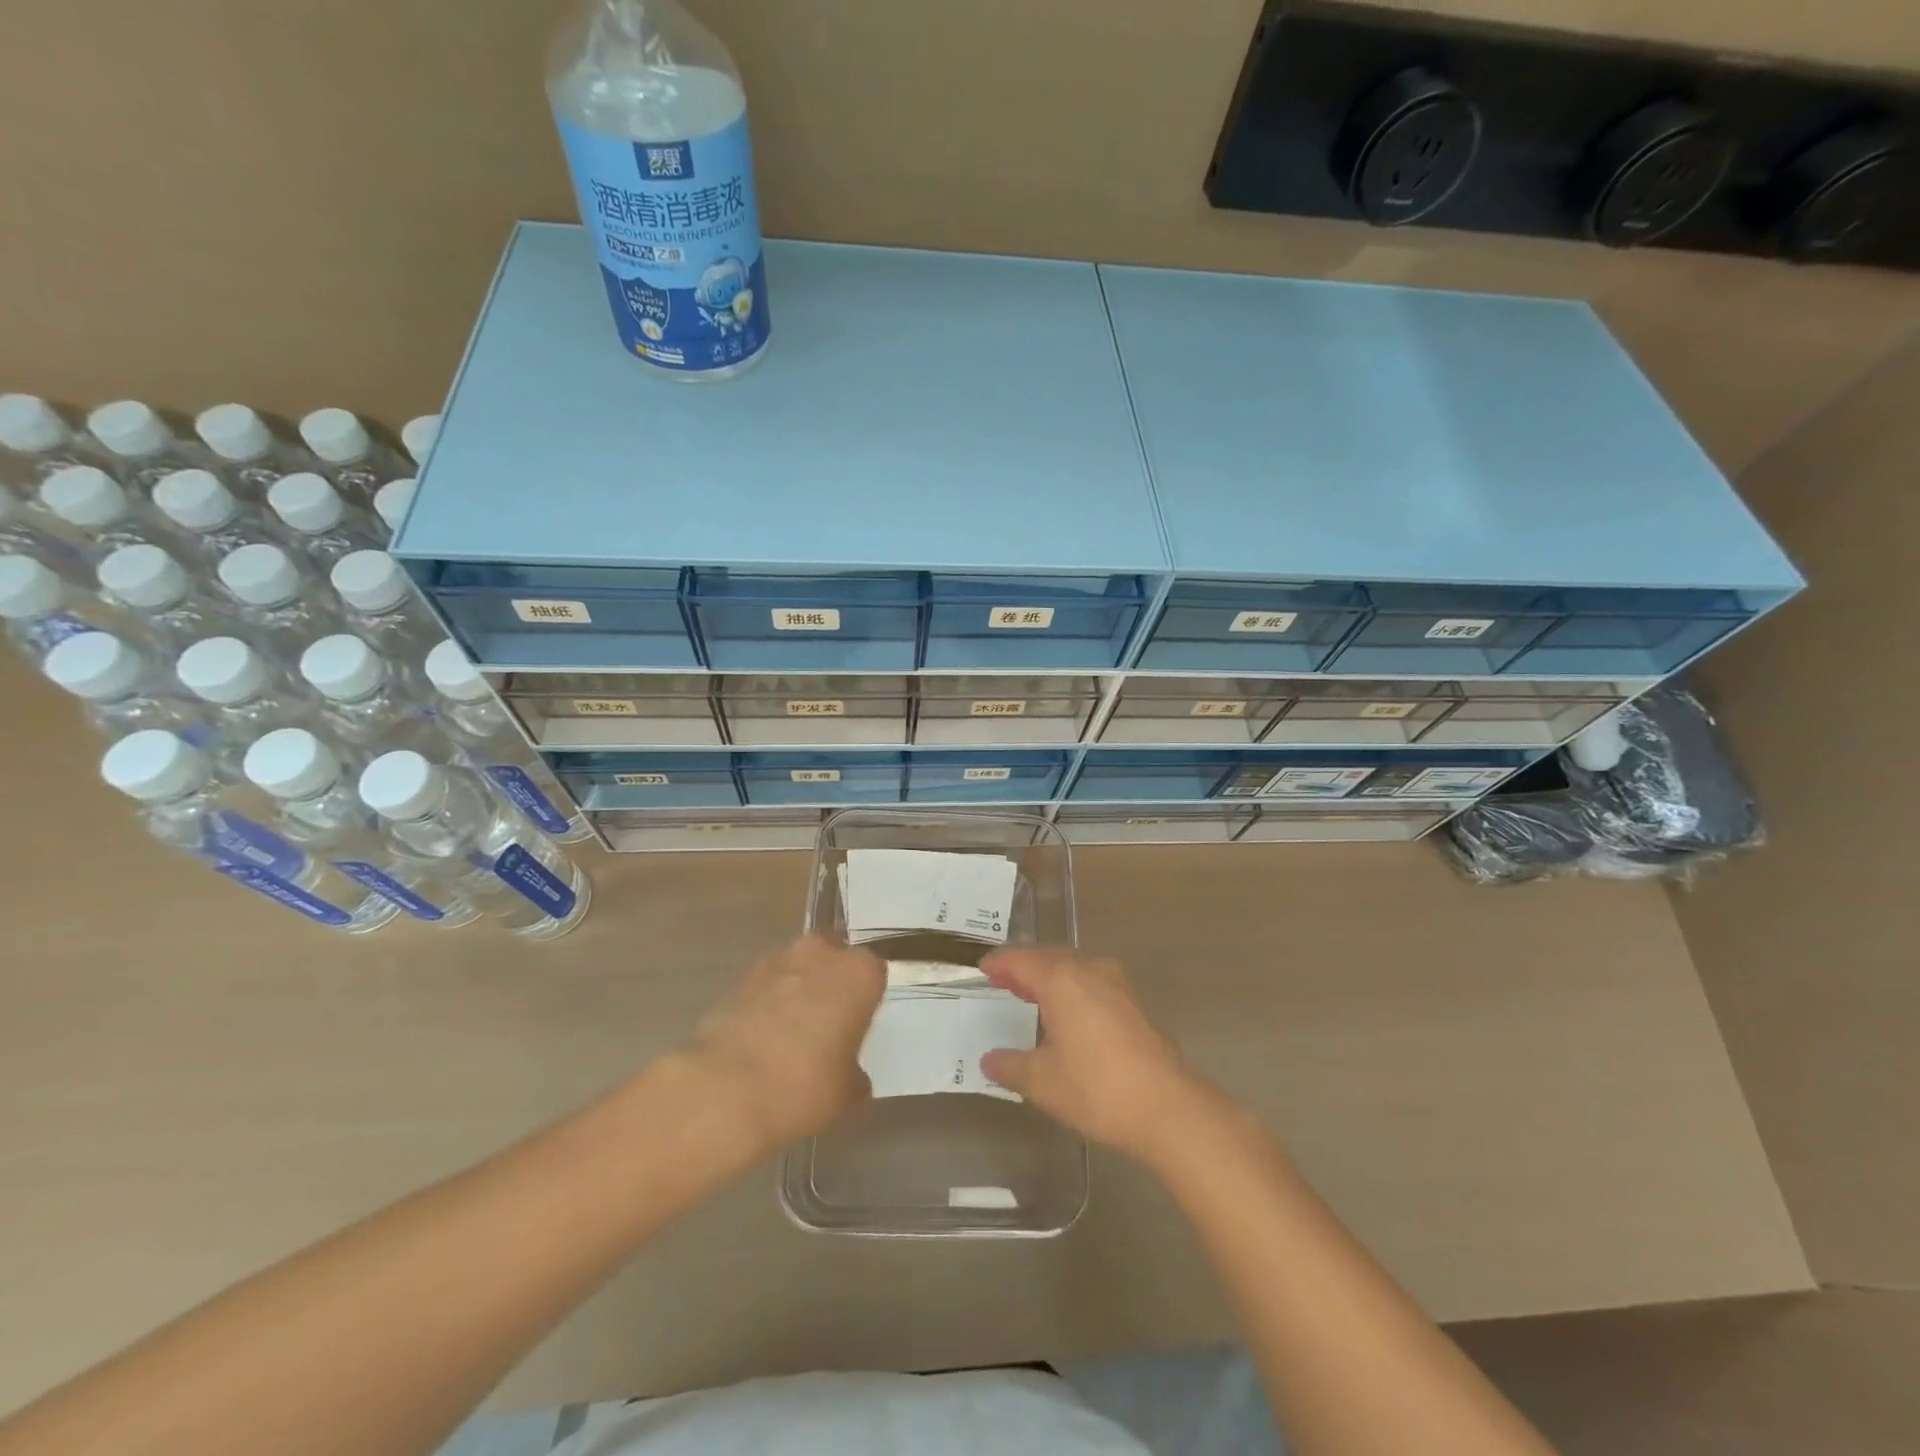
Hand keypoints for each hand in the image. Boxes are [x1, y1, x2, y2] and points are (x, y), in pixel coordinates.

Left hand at [687, 935, 884, 1151]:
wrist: (724, 1091)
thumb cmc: (804, 1086)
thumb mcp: (848, 1093)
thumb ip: (855, 1073)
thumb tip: (849, 1074)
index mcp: (859, 972)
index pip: (874, 974)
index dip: (866, 1001)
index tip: (858, 1027)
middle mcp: (820, 953)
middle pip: (834, 962)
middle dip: (831, 986)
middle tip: (827, 1028)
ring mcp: (776, 960)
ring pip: (798, 971)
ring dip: (797, 993)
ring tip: (789, 1038)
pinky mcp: (740, 977)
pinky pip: (766, 986)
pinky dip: (767, 1005)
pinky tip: (761, 1042)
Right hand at [979, 948, 1215, 1165]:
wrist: (1167, 1107)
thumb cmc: (1097, 1088)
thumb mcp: (1043, 1082)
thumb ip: (1011, 1066)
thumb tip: (989, 1061)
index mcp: (1061, 979)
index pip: (1022, 960)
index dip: (1000, 963)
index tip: (983, 968)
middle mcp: (1089, 971)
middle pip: (1049, 958)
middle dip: (1024, 967)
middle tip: (1003, 980)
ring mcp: (1117, 985)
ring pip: (1074, 968)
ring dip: (1051, 977)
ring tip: (1032, 994)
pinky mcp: (1134, 1004)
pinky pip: (1092, 982)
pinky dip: (1072, 989)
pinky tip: (1068, 1013)